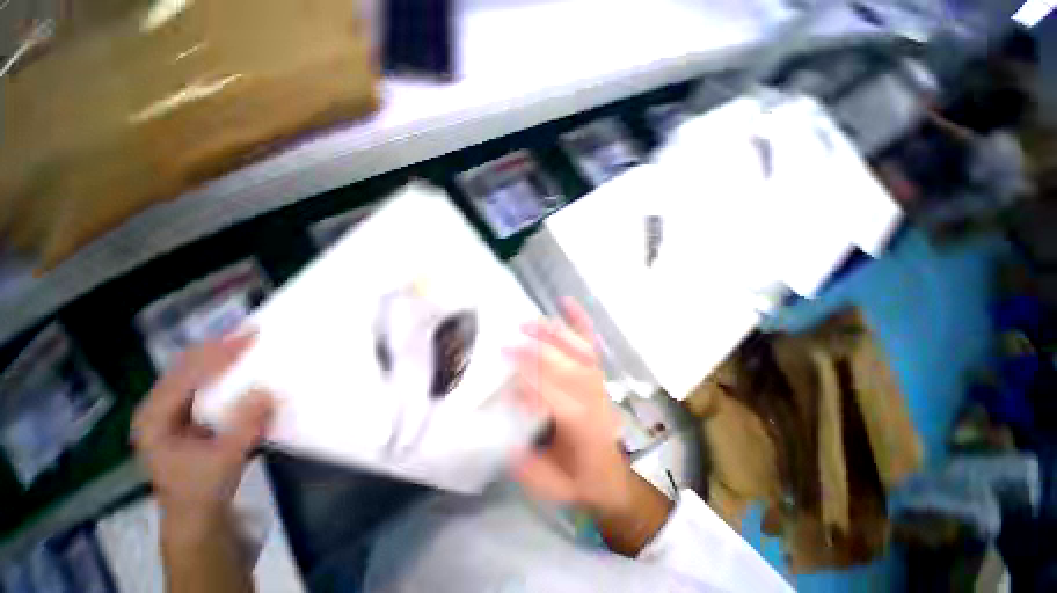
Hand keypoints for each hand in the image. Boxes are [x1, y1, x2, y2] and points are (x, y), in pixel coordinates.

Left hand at [132, 334, 272, 521]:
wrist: (195, 515)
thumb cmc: (203, 490)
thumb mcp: (226, 461)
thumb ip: (244, 427)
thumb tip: (265, 391)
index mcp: (155, 419)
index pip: (185, 376)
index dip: (216, 355)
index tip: (248, 337)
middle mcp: (157, 409)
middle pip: (184, 367)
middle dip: (216, 348)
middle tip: (249, 331)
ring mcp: (169, 411)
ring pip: (191, 372)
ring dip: (218, 355)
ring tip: (245, 340)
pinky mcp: (185, 415)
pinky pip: (202, 383)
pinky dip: (221, 369)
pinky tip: (238, 363)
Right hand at [507, 299, 634, 514]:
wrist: (612, 477)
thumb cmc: (579, 481)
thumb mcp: (551, 487)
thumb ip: (528, 465)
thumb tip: (504, 431)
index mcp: (582, 427)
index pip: (556, 396)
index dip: (531, 378)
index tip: (505, 363)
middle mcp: (593, 398)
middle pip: (566, 367)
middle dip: (536, 352)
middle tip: (508, 340)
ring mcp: (598, 381)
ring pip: (577, 351)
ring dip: (552, 334)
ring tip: (528, 321)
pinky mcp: (597, 373)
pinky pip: (590, 343)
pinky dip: (580, 321)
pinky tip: (567, 302)